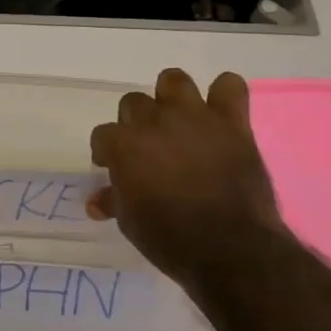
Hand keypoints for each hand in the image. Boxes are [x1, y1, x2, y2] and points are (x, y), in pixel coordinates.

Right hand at [87, 70, 286, 279]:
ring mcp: (194, 118)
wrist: (230, 249)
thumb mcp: (130, 223)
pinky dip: (224, 94)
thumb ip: (114, 201)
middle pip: (133, 103)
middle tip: (147, 148)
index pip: (103, 135)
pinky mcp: (232, 123)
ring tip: (178, 120)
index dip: (107, 152)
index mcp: (123, 145)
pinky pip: (230, 86)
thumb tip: (98, 201)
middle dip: (135, 123)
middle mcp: (154, 122)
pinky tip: (220, 115)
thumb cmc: (170, 239)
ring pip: (173, 80)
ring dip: (171, 97)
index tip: (114, 168)